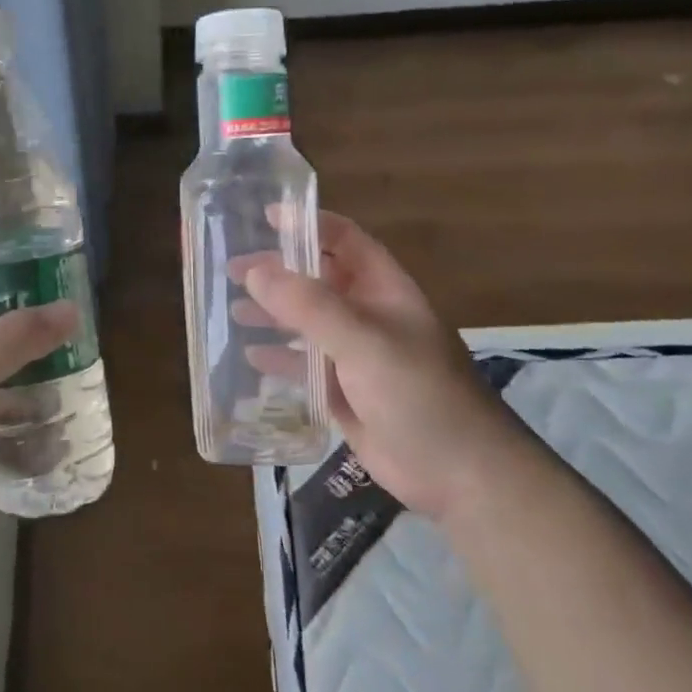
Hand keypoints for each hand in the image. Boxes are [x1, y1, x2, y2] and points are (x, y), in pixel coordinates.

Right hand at [240, 211, 532, 519]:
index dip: (308, 224)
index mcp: (382, 290)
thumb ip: (310, 306)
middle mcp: (367, 315)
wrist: (459, 473)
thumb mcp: (364, 342)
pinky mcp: (344, 393)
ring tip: (232, 309)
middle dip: (277, 271)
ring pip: (306, 323)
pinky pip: (304, 366)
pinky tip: (250, 358)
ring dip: (272, 313)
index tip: (265, 217)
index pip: (343, 240)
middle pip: (317, 279)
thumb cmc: (419, 394)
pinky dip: (279, 358)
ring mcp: (355, 355)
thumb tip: (256, 272)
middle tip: (232, 269)